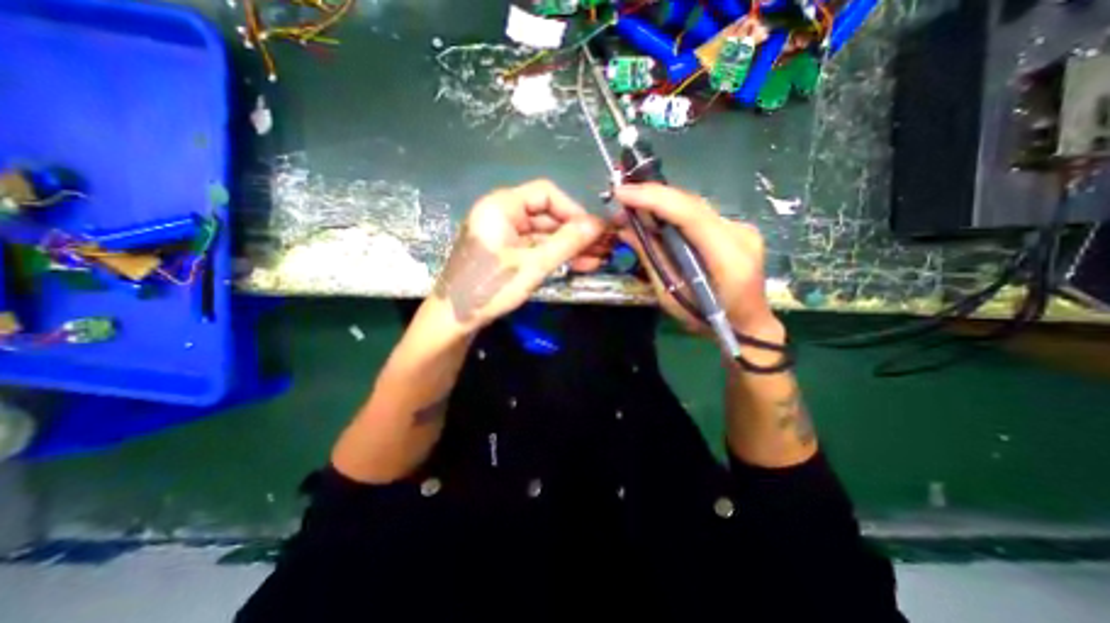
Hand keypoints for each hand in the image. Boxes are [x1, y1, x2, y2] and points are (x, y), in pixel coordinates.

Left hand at [432, 181, 602, 330]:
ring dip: (569, 247)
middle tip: (603, 247)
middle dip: (575, 232)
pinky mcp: (507, 254)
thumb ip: (566, 242)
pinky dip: (555, 256)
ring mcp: (504, 236)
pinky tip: (579, 265)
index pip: (545, 194)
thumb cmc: (489, 287)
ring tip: (597, 259)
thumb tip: (598, 225)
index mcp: (501, 206)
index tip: (594, 230)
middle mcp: (502, 215)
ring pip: (544, 234)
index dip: (573, 210)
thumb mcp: (533, 265)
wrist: (454, 319)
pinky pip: (536, 248)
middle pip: (547, 215)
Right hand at [611, 182, 772, 336]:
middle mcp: (739, 233)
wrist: (747, 325)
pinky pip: (698, 215)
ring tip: (632, 209)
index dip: (653, 198)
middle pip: (690, 203)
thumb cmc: (707, 320)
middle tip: (620, 202)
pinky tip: (655, 218)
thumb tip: (626, 231)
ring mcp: (741, 228)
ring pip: (694, 206)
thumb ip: (652, 259)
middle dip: (651, 198)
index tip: (621, 193)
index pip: (689, 213)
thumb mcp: (671, 296)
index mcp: (728, 256)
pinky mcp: (736, 229)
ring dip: (660, 204)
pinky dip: (673, 213)